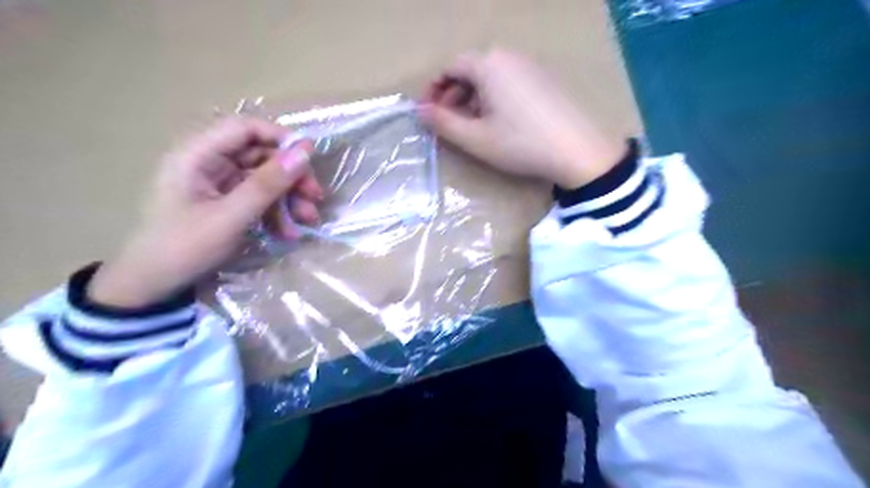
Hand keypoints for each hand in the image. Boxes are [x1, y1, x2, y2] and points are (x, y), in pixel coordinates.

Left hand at [87, 117, 321, 306]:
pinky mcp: (227, 202)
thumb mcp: (232, 216)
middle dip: (291, 176)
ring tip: (307, 221)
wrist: (154, 286)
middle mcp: (209, 162)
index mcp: (197, 154)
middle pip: (261, 154)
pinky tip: (288, 232)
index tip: (311, 159)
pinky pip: (260, 198)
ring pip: (266, 178)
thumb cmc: (185, 247)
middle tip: (315, 198)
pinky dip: (278, 212)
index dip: (280, 138)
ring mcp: (219, 183)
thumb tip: (305, 152)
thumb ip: (268, 183)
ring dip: (290, 198)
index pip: (245, 128)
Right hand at [422, 50, 625, 188]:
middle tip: (450, 124)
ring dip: (474, 99)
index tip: (428, 114)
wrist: (578, 150)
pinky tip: (502, 123)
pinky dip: (496, 99)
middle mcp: (509, 57)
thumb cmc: (520, 143)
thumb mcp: (475, 138)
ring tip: (474, 127)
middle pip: (471, 70)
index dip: (434, 90)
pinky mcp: (546, 79)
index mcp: (488, 65)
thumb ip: (443, 123)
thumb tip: (418, 111)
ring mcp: (531, 66)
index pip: (450, 68)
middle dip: (454, 96)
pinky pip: (510, 82)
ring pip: (491, 78)